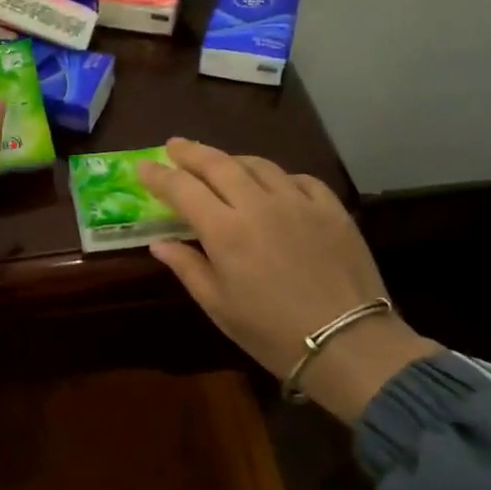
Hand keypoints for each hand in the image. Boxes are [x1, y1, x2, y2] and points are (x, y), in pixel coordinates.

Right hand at [138, 138, 440, 419]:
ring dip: (232, 160)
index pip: (183, 189)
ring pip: (259, 164)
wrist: (348, 343)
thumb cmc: (271, 332)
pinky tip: (273, 185)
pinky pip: (299, 179)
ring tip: (219, 163)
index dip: (159, 175)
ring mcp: (299, 202)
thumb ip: (187, 267)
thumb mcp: (218, 306)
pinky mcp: (332, 208)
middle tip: (174, 146)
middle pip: (218, 164)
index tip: (142, 168)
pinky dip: (278, 176)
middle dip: (191, 152)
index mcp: (225, 231)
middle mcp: (259, 205)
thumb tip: (161, 243)